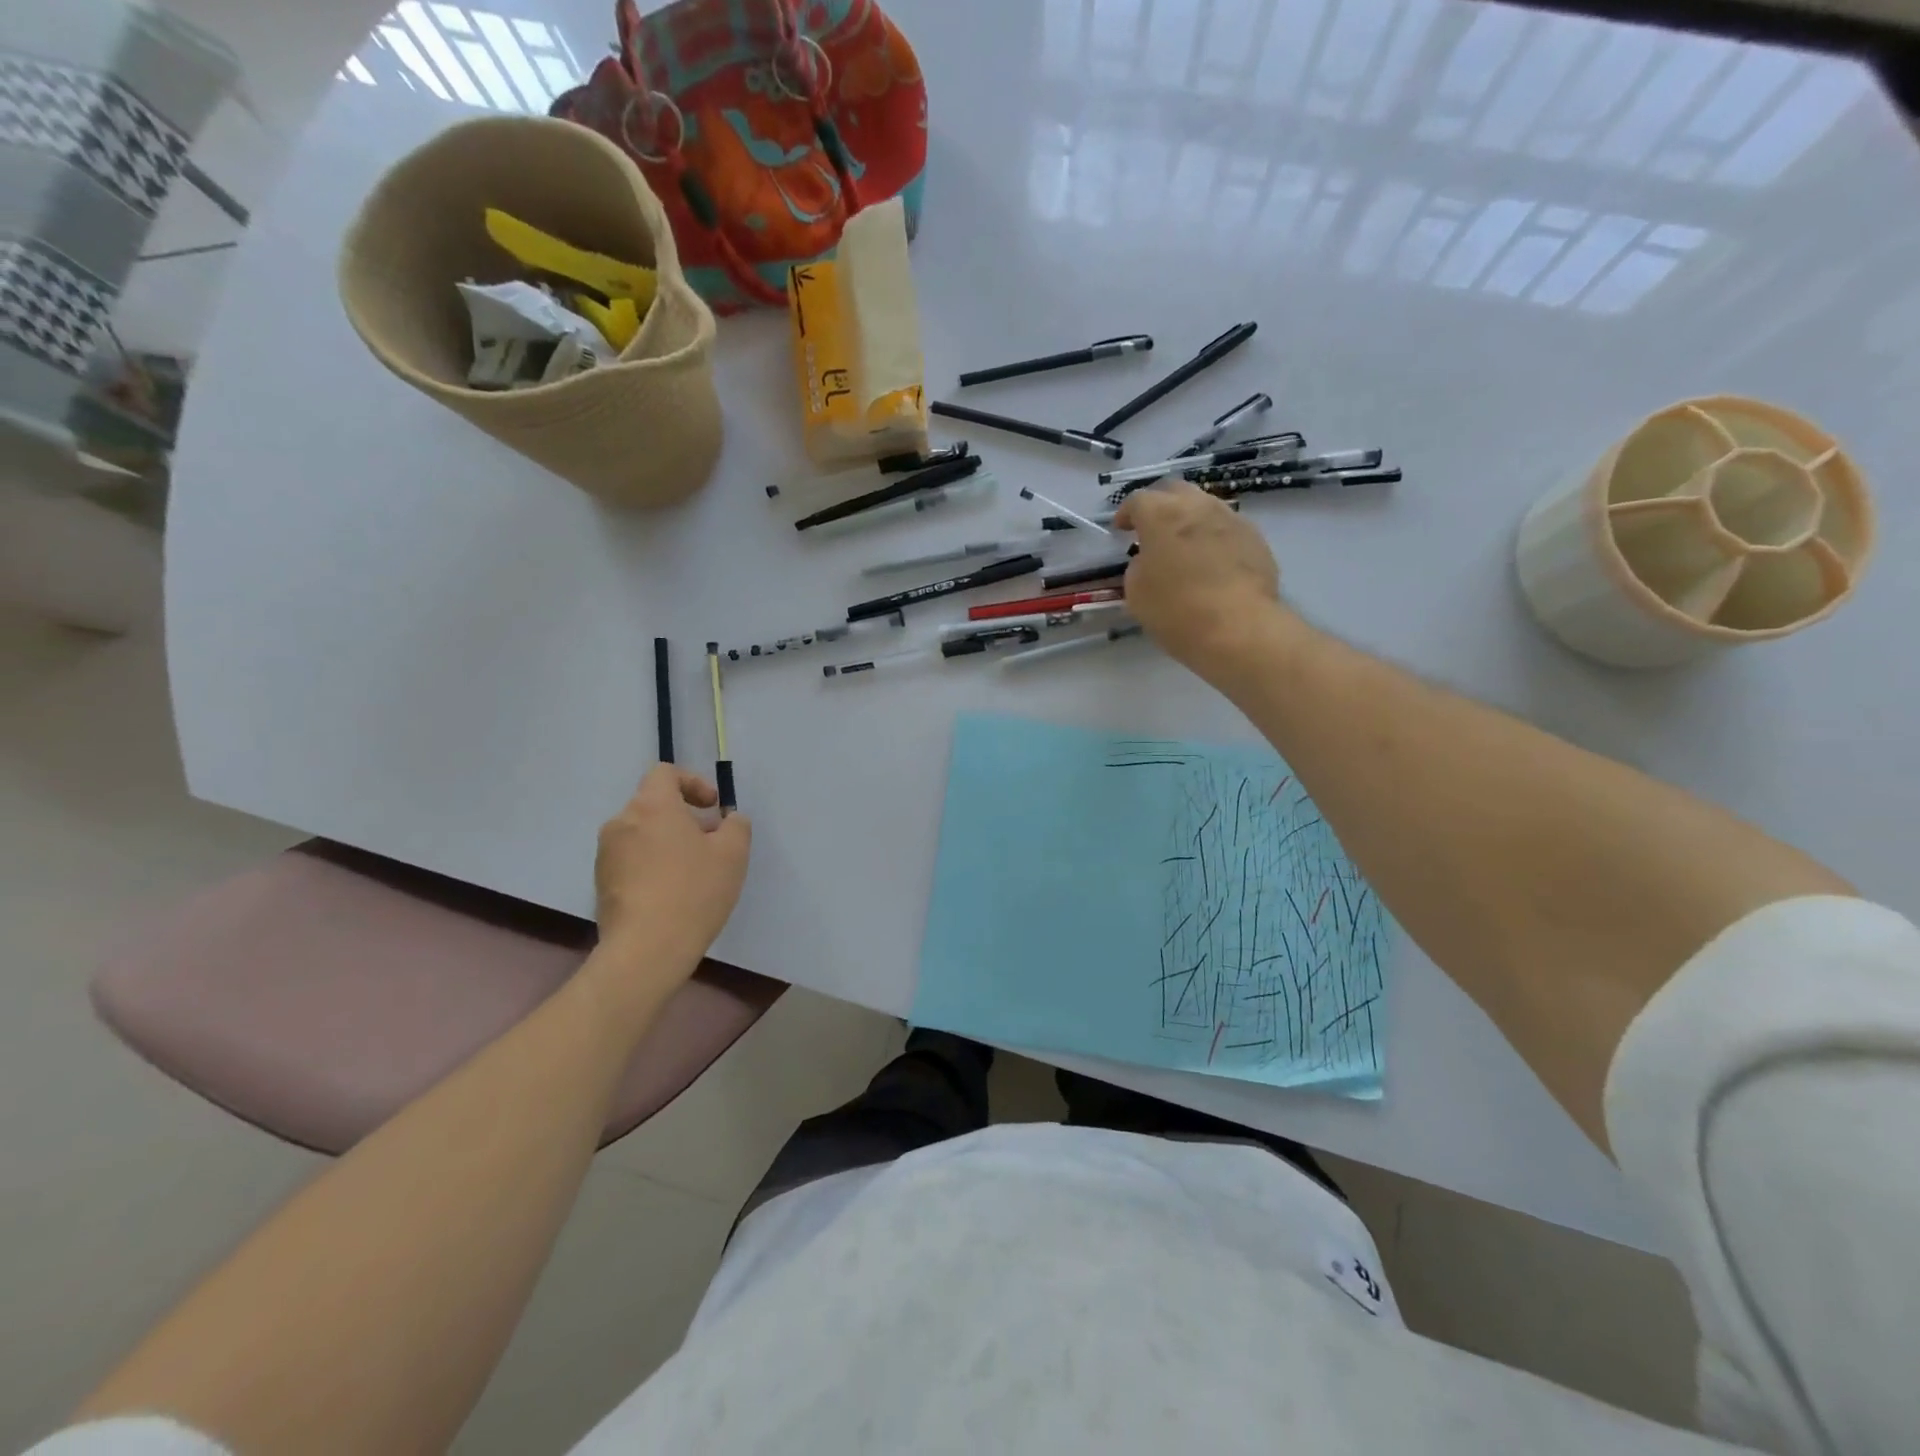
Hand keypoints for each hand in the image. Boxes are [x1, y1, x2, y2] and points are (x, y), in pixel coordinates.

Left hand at [594, 765, 751, 971]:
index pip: (665, 773)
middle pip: (653, 804)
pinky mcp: (601, 884)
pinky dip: (651, 864)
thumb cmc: (694, 891)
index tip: (712, 808)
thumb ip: (736, 826)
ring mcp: (606, 854)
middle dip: (683, 817)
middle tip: (710, 842)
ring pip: (641, 833)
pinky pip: (630, 860)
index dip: (692, 782)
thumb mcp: (733, 854)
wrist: (646, 949)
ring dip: (666, 842)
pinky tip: (672, 893)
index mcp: (652, 806)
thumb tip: (729, 820)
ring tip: (692, 871)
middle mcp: (622, 822)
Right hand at [1113, 483, 1286, 676]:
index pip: (1138, 500)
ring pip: (1205, 506)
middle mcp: (1197, 506)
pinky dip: (1214, 538)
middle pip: (1175, 491)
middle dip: (1160, 505)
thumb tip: (1149, 560)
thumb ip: (1138, 566)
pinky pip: (1227, 528)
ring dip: (1190, 519)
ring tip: (1185, 545)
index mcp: (1161, 514)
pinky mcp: (1255, 538)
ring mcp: (1231, 519)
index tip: (1121, 530)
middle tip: (1152, 530)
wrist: (1238, 628)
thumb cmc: (1176, 610)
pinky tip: (1213, 562)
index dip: (1126, 514)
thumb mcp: (1136, 592)